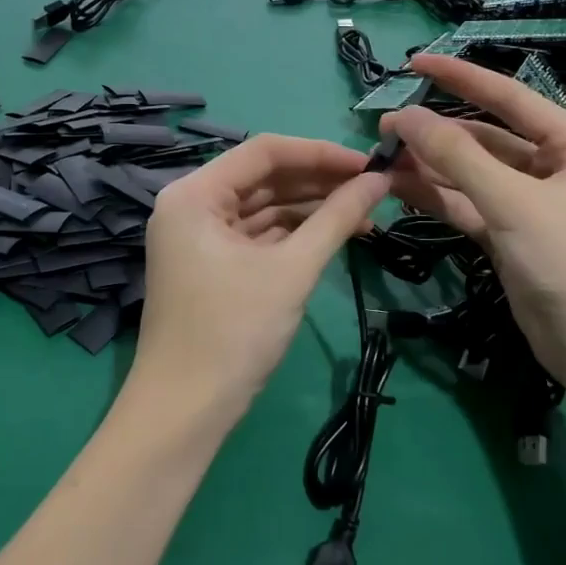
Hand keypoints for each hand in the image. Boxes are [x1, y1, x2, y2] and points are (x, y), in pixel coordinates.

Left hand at [129, 136, 388, 421]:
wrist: (185, 412)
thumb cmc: (234, 332)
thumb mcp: (292, 269)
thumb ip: (337, 218)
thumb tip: (380, 180)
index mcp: (195, 194)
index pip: (264, 152)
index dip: (320, 153)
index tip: (369, 163)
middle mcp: (192, 205)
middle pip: (264, 178)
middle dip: (319, 182)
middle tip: (374, 189)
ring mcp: (200, 237)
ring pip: (264, 207)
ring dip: (312, 209)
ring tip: (366, 213)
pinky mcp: (212, 264)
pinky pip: (259, 235)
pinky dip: (295, 234)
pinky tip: (335, 235)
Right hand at [381, 54, 565, 384]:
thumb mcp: (513, 203)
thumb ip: (457, 157)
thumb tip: (404, 116)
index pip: (509, 98)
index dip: (461, 77)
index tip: (415, 63)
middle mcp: (553, 167)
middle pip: (485, 138)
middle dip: (437, 133)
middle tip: (385, 127)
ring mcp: (529, 203)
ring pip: (471, 174)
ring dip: (431, 167)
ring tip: (383, 158)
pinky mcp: (510, 235)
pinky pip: (468, 205)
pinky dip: (438, 198)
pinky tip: (400, 188)